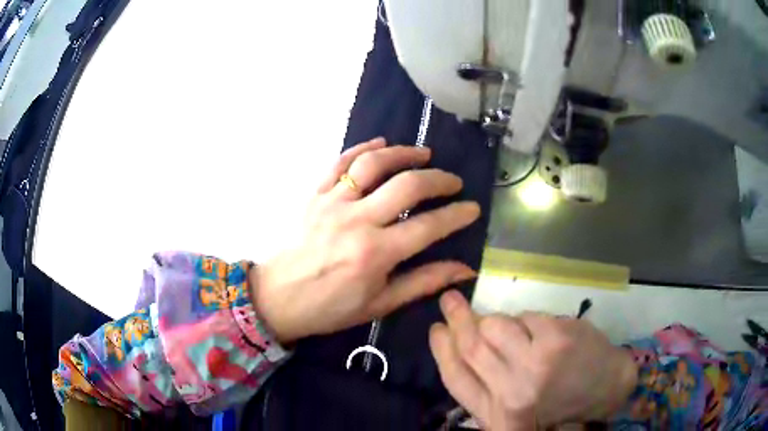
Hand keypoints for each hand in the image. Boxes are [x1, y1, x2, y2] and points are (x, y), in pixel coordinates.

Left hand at [251, 138, 480, 343]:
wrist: (279, 297)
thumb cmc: (331, 307)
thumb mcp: (381, 303)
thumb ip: (424, 282)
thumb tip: (465, 269)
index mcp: (376, 253)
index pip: (429, 225)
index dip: (457, 215)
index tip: (473, 208)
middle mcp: (357, 221)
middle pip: (406, 186)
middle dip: (438, 179)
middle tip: (453, 181)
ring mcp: (333, 202)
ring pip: (373, 164)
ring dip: (403, 153)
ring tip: (424, 154)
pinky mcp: (316, 195)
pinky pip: (340, 163)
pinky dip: (361, 148)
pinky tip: (380, 144)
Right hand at [429, 290, 637, 428]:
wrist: (605, 391)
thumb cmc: (560, 403)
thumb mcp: (518, 409)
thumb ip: (489, 387)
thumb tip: (462, 345)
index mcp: (499, 414)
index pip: (456, 379)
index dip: (441, 351)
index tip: (435, 329)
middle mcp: (512, 392)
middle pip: (471, 348)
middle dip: (456, 319)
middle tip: (449, 300)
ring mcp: (535, 364)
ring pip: (495, 326)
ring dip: (496, 320)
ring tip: (507, 326)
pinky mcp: (556, 339)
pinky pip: (527, 316)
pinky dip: (529, 320)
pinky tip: (541, 331)